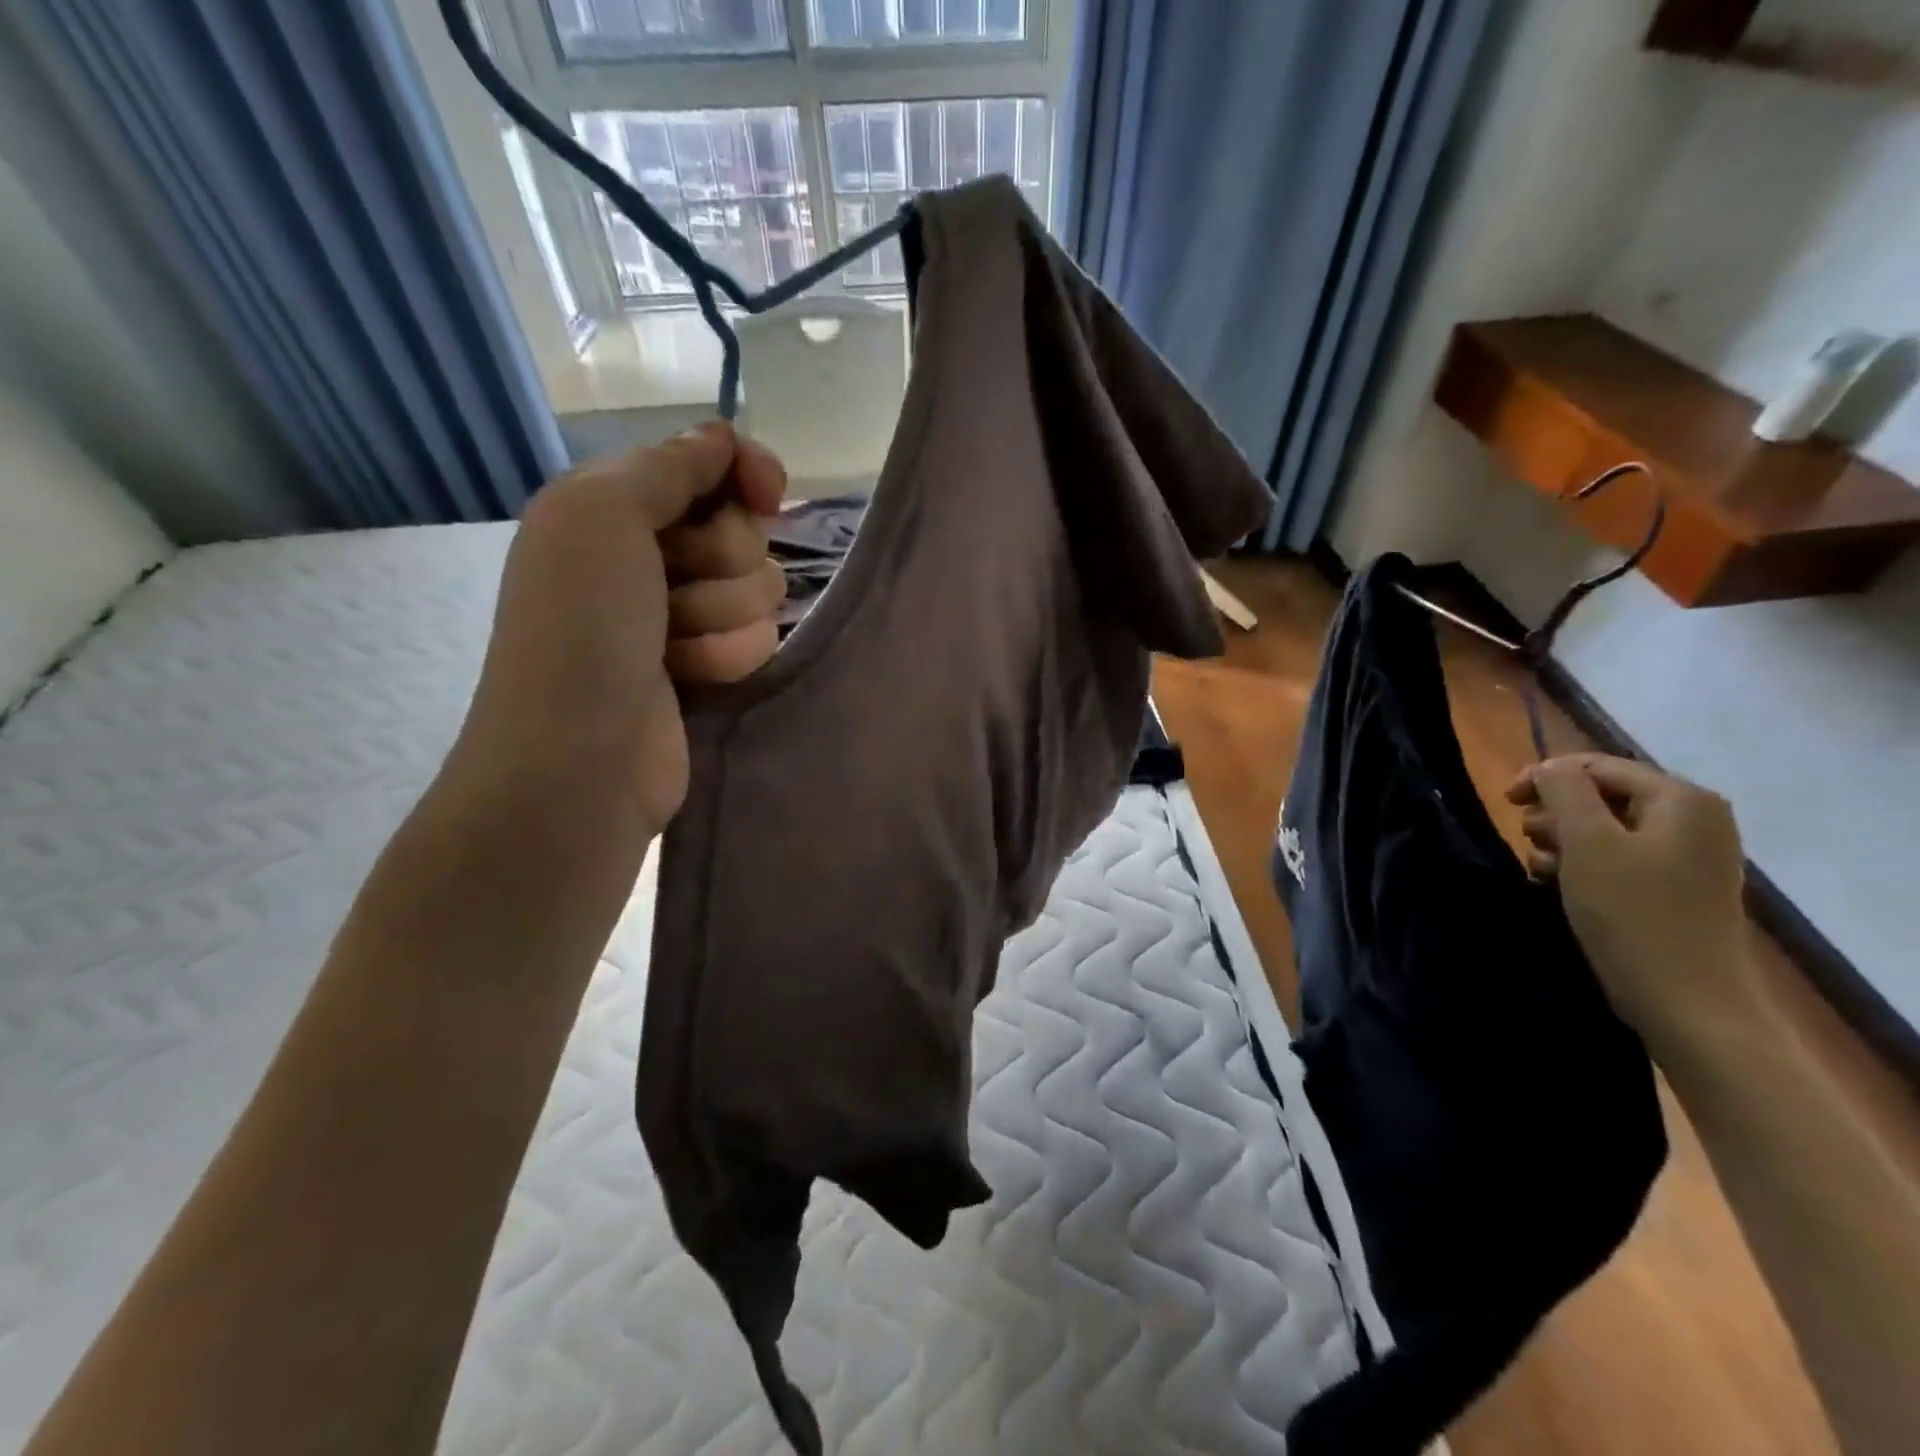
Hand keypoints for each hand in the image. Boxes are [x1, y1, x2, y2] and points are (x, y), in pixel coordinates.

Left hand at [452, 422, 786, 833]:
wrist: (581, 756)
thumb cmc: (581, 628)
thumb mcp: (602, 516)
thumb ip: (669, 466)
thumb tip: (722, 435)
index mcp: (616, 506)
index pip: (710, 465)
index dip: (744, 472)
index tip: (765, 493)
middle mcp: (652, 554)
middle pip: (744, 531)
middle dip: (720, 562)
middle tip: (671, 590)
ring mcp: (684, 614)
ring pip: (760, 589)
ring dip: (722, 618)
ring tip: (671, 648)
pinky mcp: (711, 664)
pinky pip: (758, 639)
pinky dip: (727, 657)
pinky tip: (688, 679)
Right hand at [1507, 755, 1757, 1058]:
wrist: (1687, 1001)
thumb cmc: (1632, 913)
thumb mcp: (1587, 842)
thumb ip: (1564, 791)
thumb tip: (1549, 768)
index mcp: (1682, 799)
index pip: (1598, 765)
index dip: (1545, 776)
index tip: (1504, 801)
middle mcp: (1695, 819)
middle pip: (1603, 794)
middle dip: (1556, 813)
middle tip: (1529, 840)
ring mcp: (1690, 856)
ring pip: (1606, 827)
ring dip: (1563, 841)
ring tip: (1542, 868)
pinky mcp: (1678, 887)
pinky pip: (1619, 857)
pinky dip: (1584, 864)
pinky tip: (1560, 886)